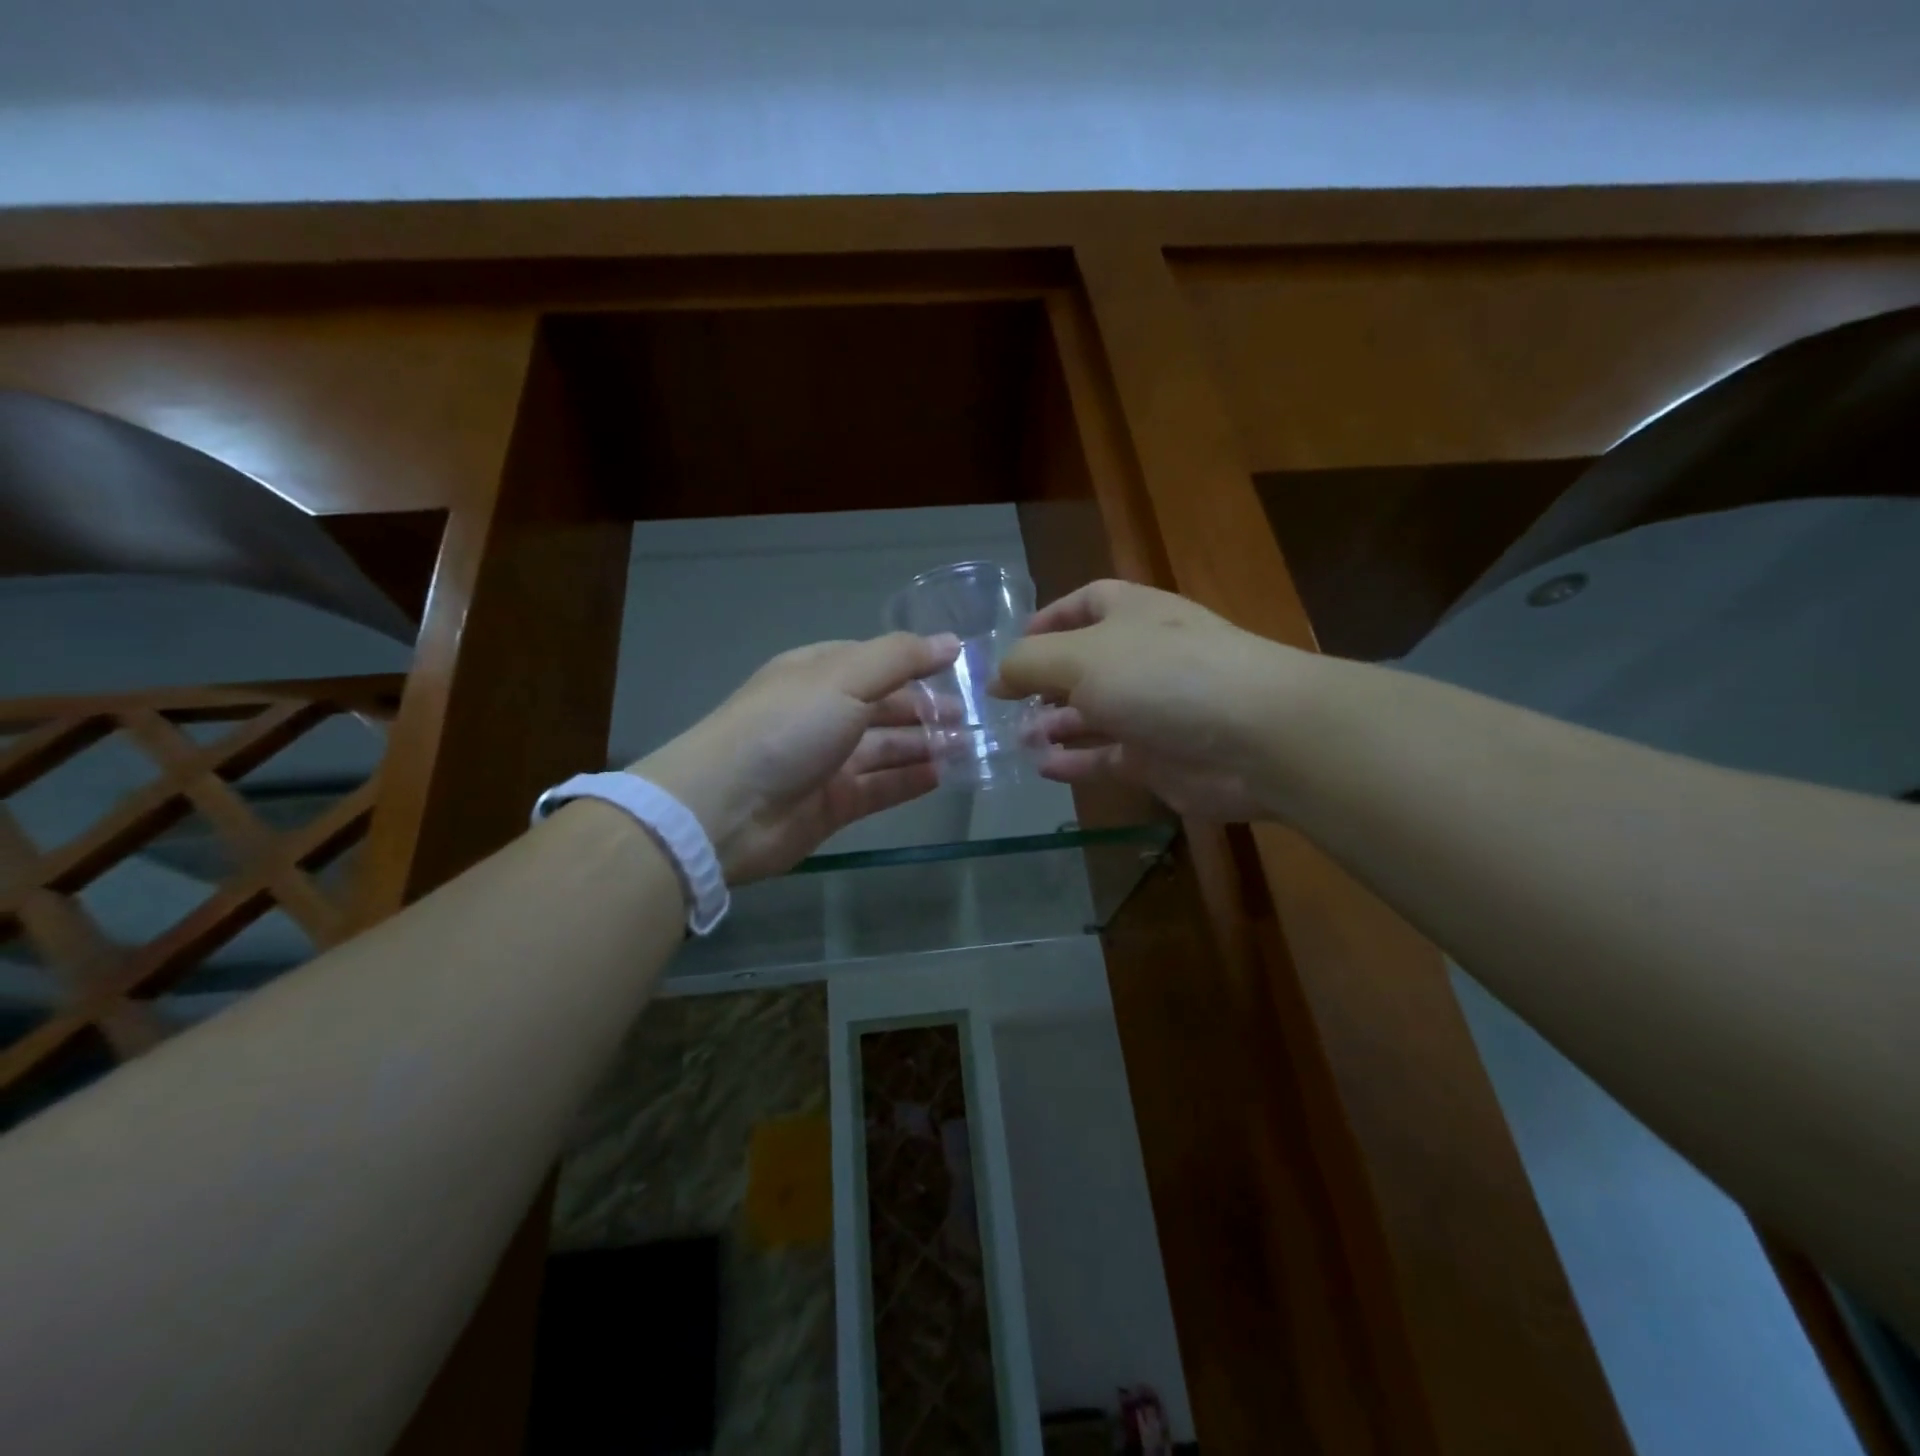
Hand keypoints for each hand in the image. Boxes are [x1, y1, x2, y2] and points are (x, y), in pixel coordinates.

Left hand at [630, 633, 958, 883]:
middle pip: (885, 707)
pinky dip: (910, 780)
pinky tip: (944, 775)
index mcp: (819, 674)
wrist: (725, 809)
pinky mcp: (834, 804)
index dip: (917, 663)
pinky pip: (881, 787)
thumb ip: (901, 658)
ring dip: (926, 745)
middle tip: (974, 717)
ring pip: (887, 748)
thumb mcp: (844, 678)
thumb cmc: (786, 727)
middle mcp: (824, 714)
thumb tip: (953, 642)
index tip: (961, 670)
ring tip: (970, 746)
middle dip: (928, 709)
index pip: (876, 662)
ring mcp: (828, 761)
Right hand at [992, 579, 1305, 820]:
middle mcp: (1142, 657)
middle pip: (1084, 665)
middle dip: (1044, 683)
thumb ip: (1028, 664)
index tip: (1012, 647)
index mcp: (1131, 614)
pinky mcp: (1160, 757)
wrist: (1256, 736)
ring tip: (1017, 738)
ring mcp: (1153, 709)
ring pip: (1094, 714)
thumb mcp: (1081, 657)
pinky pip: (1108, 757)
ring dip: (1056, 725)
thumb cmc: (1163, 676)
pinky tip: (1044, 769)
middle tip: (1005, 705)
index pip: (1085, 603)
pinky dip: (1077, 762)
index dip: (1048, 619)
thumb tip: (995, 677)